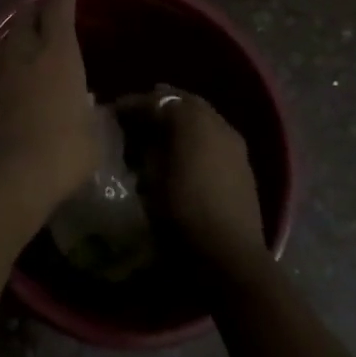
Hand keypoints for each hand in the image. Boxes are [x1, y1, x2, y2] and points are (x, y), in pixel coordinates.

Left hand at [0, 0, 99, 224]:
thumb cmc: (58, 155)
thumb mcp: (93, 139)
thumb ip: (93, 115)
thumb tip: (90, 106)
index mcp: (57, 52)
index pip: (58, 8)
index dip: (65, 3)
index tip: (69, 3)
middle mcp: (21, 50)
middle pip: (25, 13)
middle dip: (36, 13)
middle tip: (47, 24)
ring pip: (3, 39)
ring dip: (16, 41)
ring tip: (26, 54)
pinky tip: (5, 86)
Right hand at [124, 86, 268, 280]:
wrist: (229, 256)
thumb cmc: (180, 212)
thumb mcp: (150, 176)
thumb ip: (143, 146)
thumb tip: (138, 136)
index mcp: (191, 120)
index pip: (156, 100)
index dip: (131, 105)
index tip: (112, 114)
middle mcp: (216, 122)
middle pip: (182, 102)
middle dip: (157, 107)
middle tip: (133, 121)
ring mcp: (234, 143)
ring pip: (200, 119)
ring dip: (178, 123)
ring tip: (155, 139)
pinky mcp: (243, 166)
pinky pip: (213, 138)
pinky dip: (195, 139)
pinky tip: (181, 157)